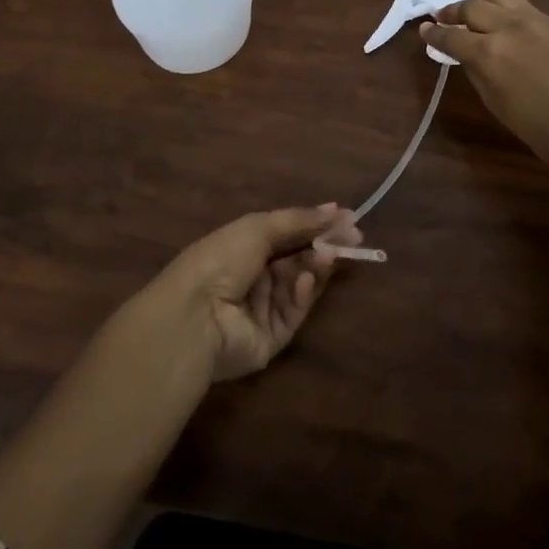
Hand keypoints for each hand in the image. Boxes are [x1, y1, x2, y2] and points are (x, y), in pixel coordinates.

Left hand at [145, 205, 363, 381]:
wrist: (195, 316)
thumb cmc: (221, 259)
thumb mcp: (258, 228)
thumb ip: (299, 220)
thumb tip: (336, 209)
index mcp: (243, 247)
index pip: (287, 234)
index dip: (316, 225)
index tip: (347, 218)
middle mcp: (253, 277)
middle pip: (297, 259)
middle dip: (323, 246)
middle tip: (353, 238)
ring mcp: (262, 310)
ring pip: (300, 285)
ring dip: (316, 267)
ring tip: (330, 255)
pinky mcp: (271, 339)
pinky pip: (294, 312)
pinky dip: (303, 295)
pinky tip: (307, 280)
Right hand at [421, 0, 548, 167]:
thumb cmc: (533, 126)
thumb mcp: (492, 99)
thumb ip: (475, 68)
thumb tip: (465, 52)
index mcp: (488, 52)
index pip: (451, 35)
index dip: (434, 32)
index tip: (425, 29)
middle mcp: (511, 28)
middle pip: (473, 5)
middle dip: (454, 10)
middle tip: (446, 16)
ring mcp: (540, 22)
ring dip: (486, 4)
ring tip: (482, 14)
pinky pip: (533, 14)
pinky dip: (518, 20)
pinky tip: (521, 35)